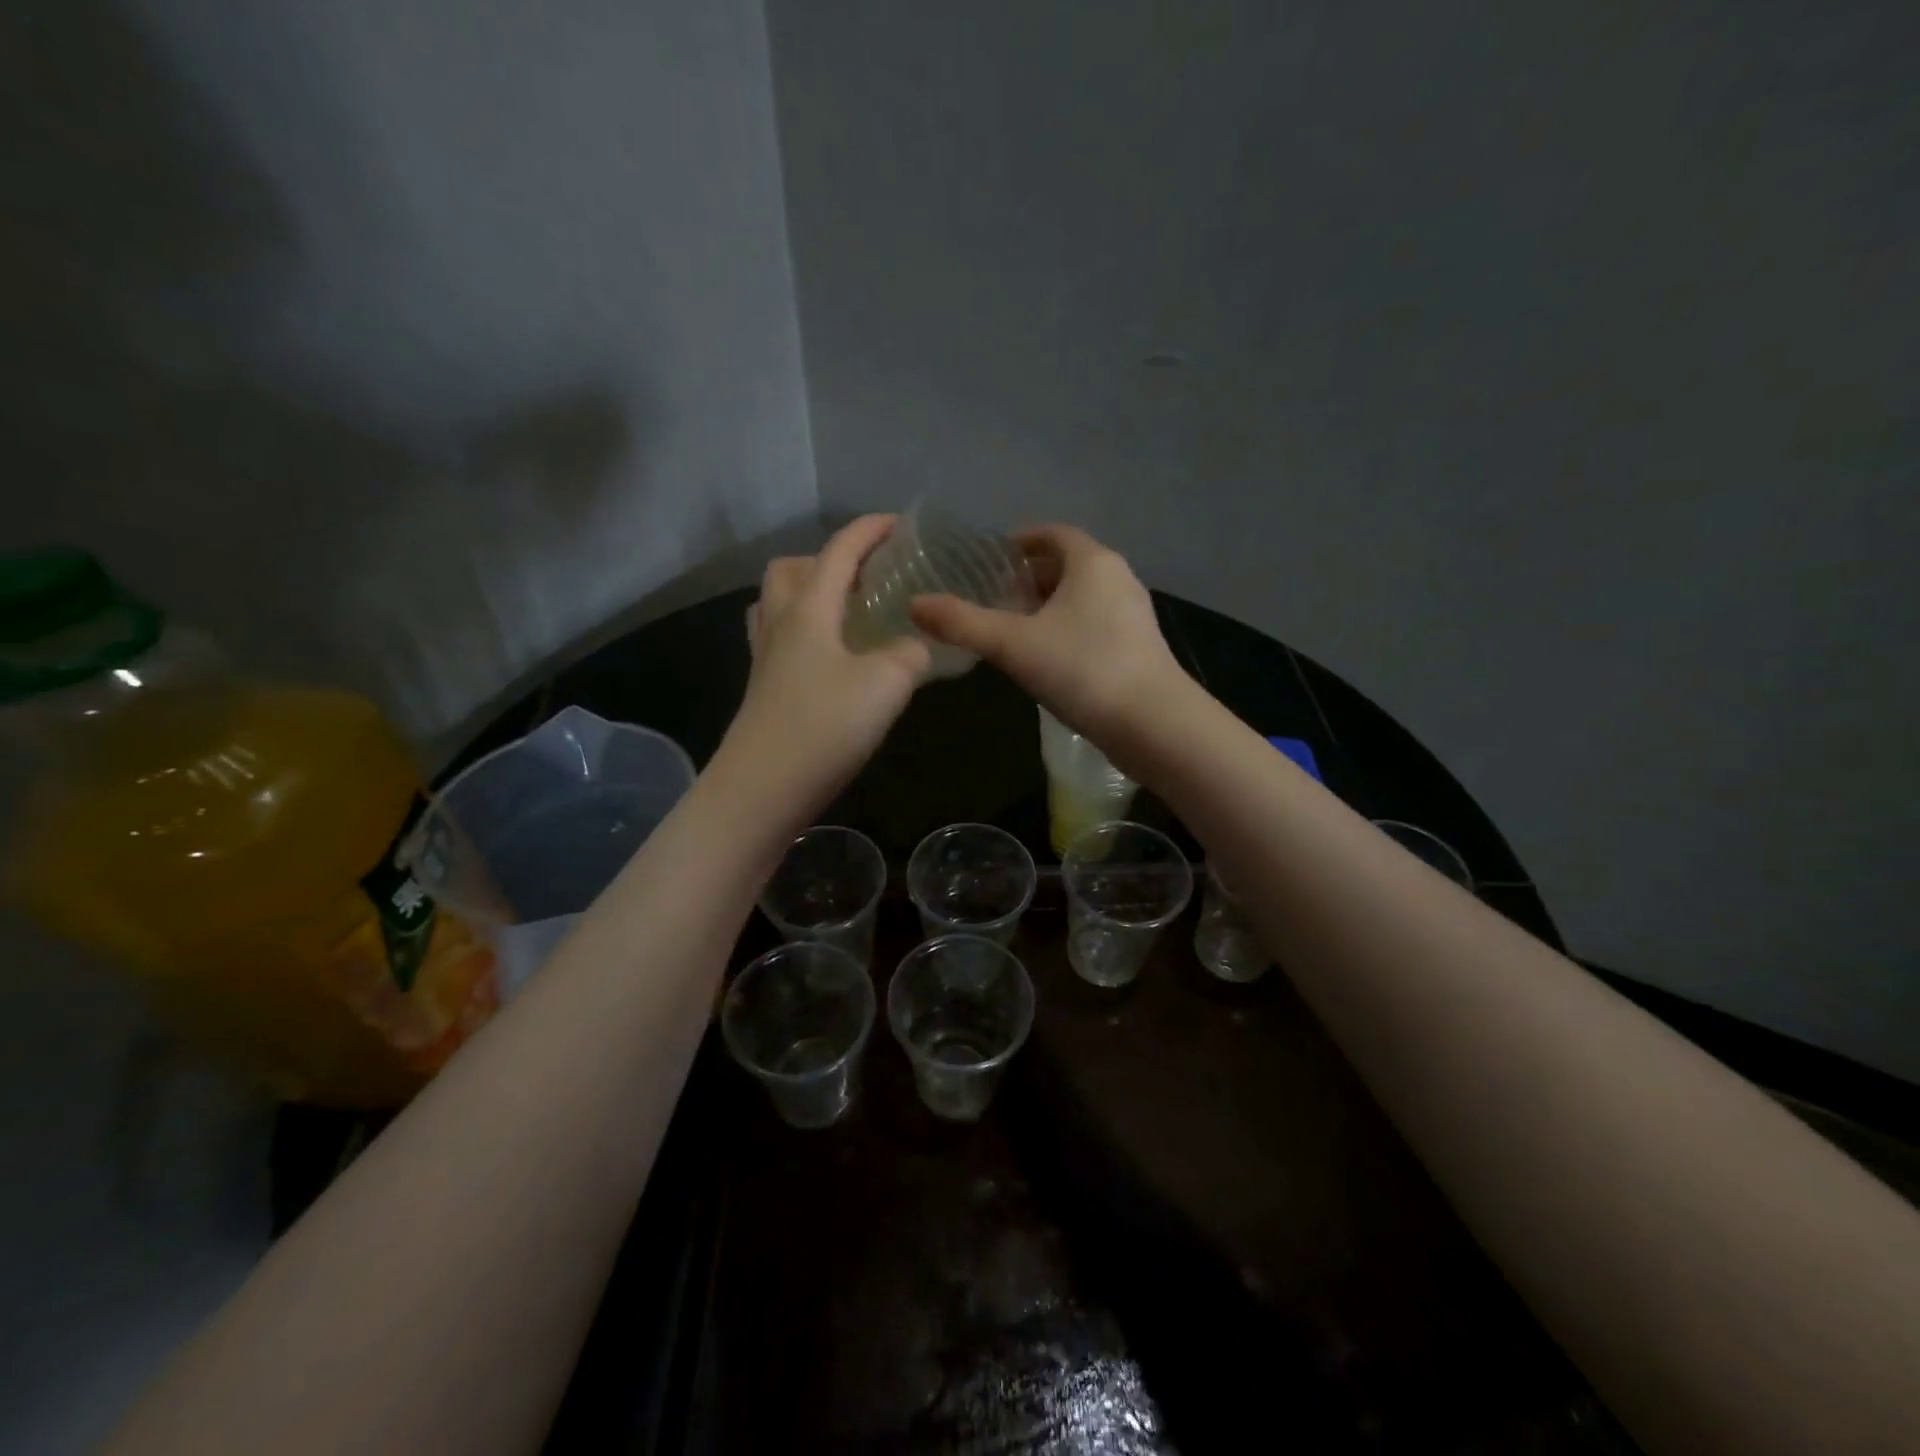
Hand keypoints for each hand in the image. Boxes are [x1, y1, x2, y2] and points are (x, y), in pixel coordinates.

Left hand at [722, 515, 929, 809]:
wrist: (763, 789)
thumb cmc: (825, 726)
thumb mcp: (886, 684)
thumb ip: (910, 654)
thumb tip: (915, 646)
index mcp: (809, 609)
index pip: (839, 551)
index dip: (869, 531)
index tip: (899, 524)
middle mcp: (780, 624)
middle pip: (793, 569)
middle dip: (829, 560)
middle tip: (867, 579)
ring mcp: (766, 658)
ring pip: (779, 604)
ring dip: (810, 594)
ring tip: (848, 615)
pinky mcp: (764, 689)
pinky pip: (781, 640)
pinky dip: (807, 633)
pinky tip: (834, 660)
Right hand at [910, 525, 1184, 742]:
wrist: (1153, 724)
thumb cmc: (1082, 669)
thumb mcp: (1013, 645)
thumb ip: (963, 623)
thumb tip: (914, 605)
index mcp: (1092, 561)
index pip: (1052, 533)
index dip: (1019, 541)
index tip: (990, 561)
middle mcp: (1118, 577)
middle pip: (1068, 564)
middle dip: (1030, 576)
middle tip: (996, 598)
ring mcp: (1133, 613)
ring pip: (1083, 596)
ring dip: (1049, 605)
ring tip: (1015, 629)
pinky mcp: (1139, 646)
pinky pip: (1095, 622)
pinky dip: (1068, 628)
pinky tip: (1048, 658)